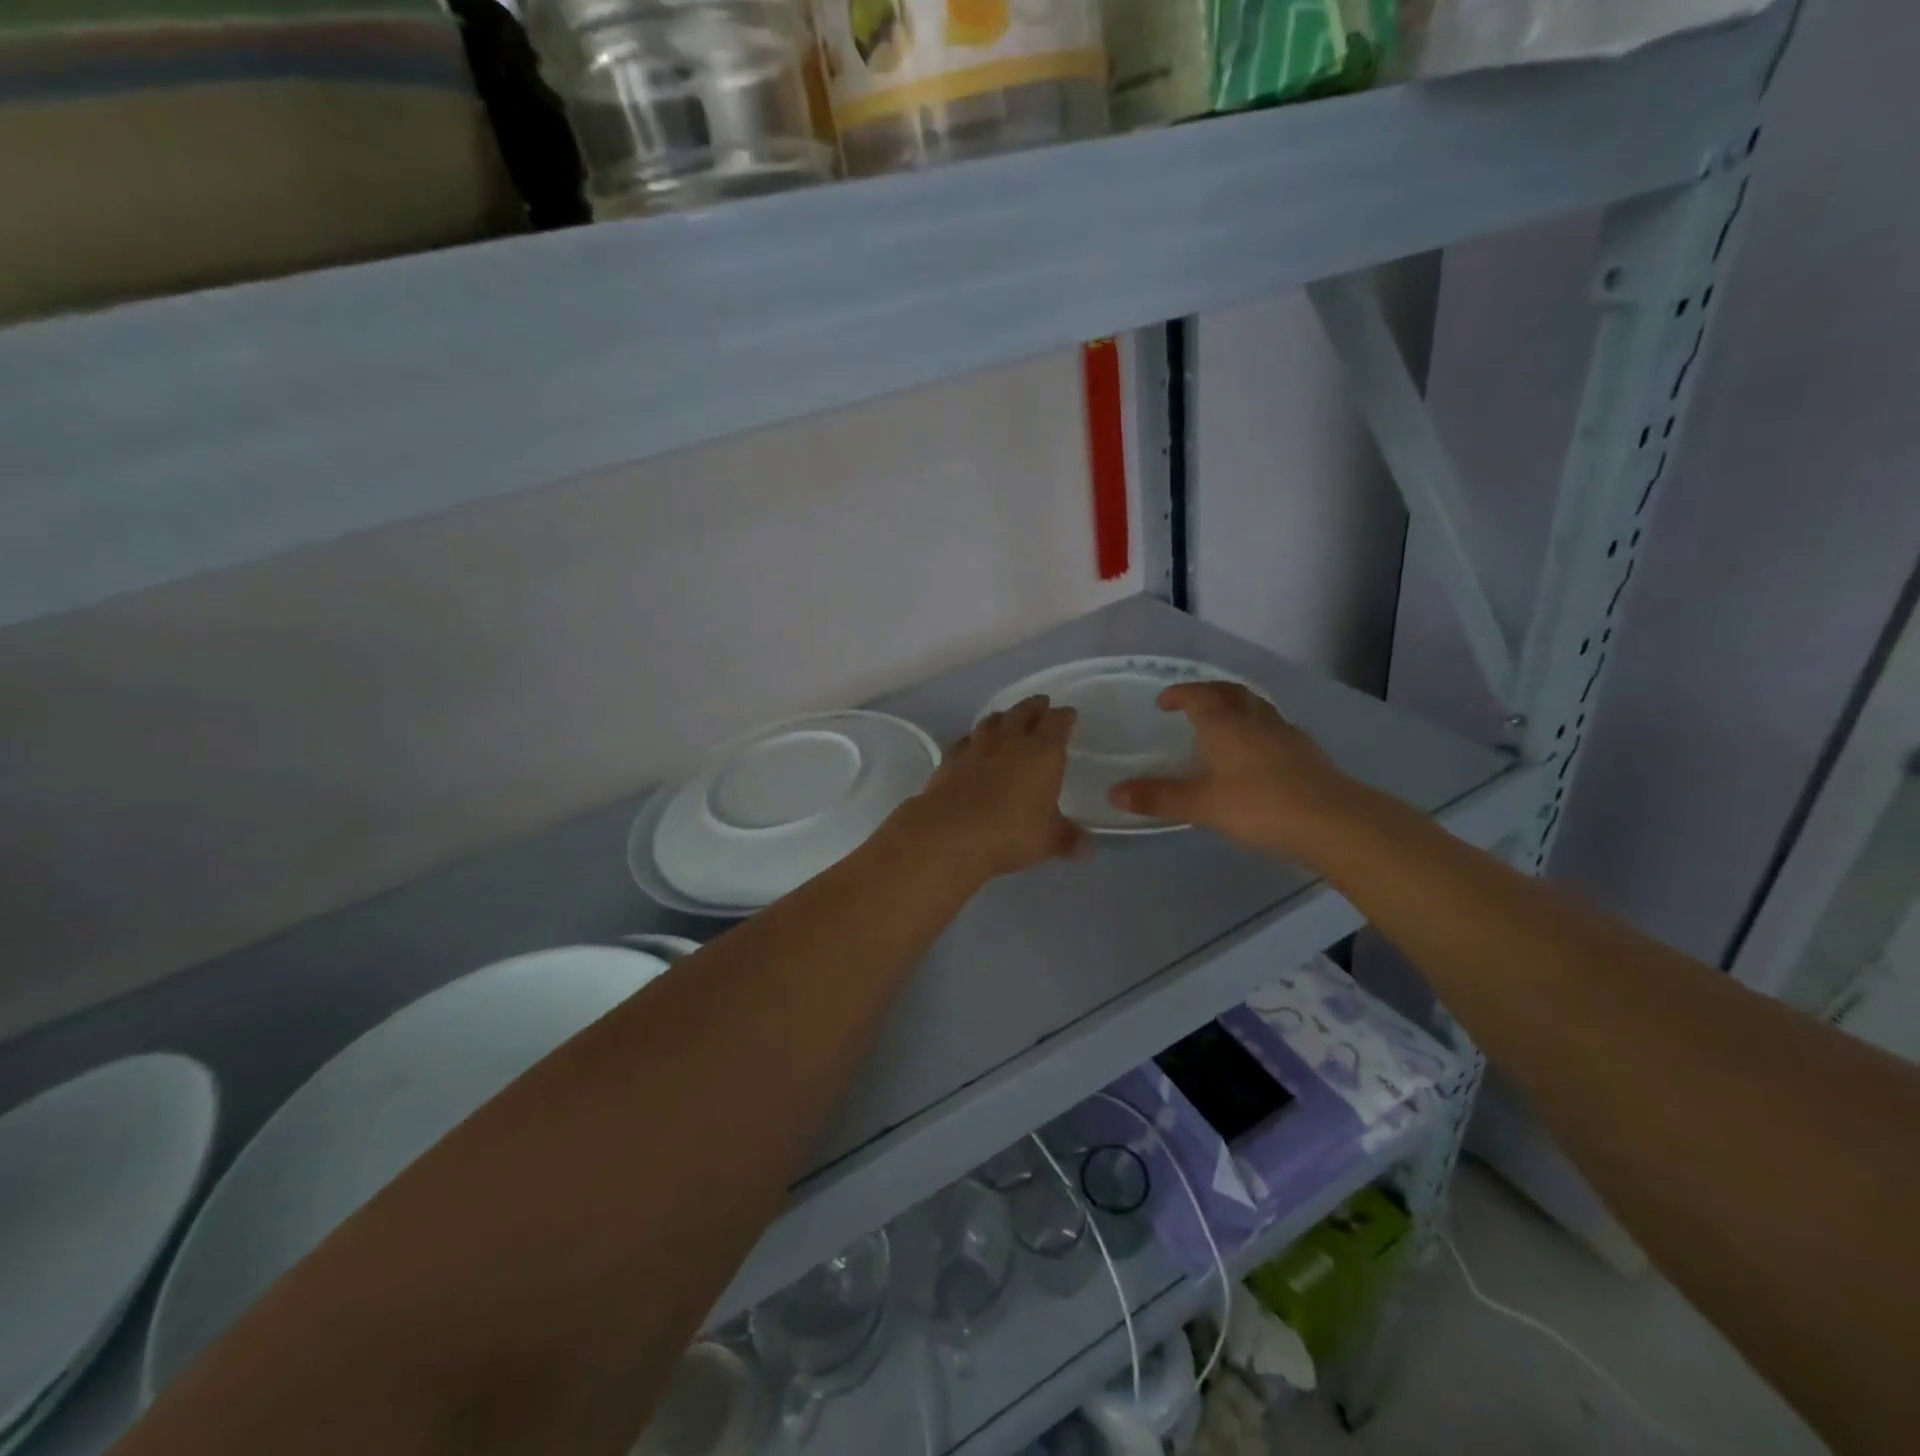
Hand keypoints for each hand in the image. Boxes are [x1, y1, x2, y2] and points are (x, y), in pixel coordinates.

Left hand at [893, 696, 1087, 881]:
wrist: (951, 832)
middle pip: (1024, 712)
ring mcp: (977, 747)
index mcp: (1043, 753)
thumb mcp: (1048, 841)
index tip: (1068, 713)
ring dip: (1004, 716)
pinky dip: (974, 738)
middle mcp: (1011, 741)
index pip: (1057, 723)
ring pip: (993, 720)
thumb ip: (1068, 839)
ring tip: (1008, 717)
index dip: (1064, 716)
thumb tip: (1087, 847)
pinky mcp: (951, 758)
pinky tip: (972, 743)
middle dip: (1035, 706)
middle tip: (1041, 704)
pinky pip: (966, 740)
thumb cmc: (1011, 833)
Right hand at [1108, 682, 1365, 862]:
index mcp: (1226, 725)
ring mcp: (1286, 736)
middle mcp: (1256, 722)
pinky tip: (1258, 754)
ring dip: (1237, 708)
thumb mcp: (1202, 805)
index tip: (1164, 702)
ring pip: (1258, 709)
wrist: (1334, 822)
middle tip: (1193, 702)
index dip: (1180, 694)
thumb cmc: (1260, 806)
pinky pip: (1275, 730)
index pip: (1200, 696)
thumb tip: (1114, 793)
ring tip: (1224, 724)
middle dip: (1210, 692)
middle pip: (1232, 693)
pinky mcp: (1307, 756)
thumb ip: (1159, 798)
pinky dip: (1258, 732)